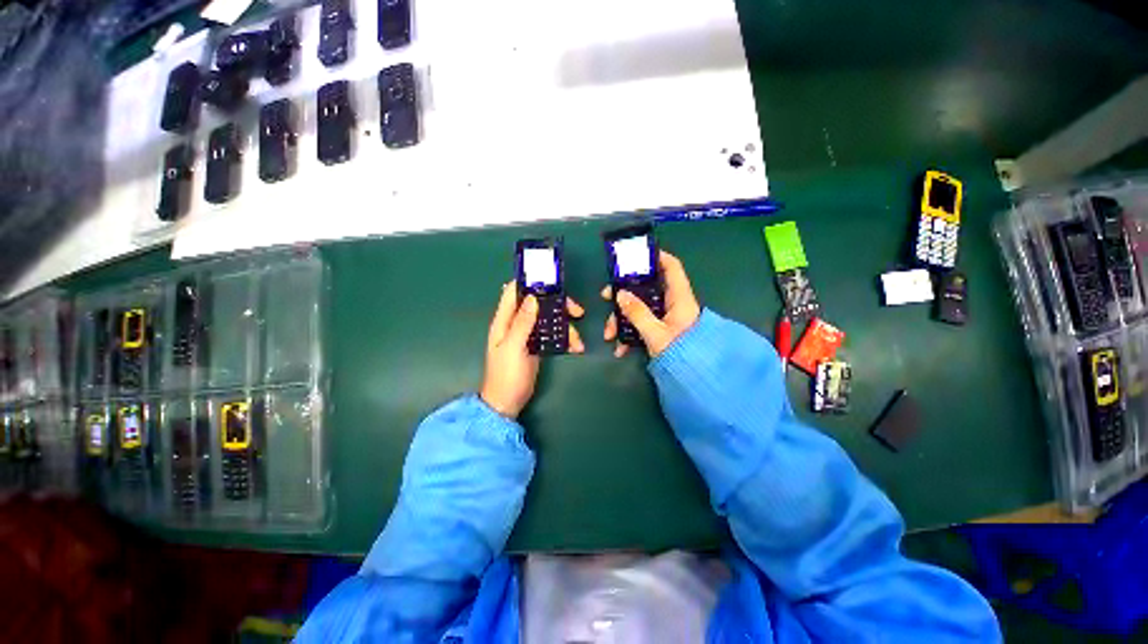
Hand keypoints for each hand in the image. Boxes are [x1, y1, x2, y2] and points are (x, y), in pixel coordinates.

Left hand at [480, 282, 584, 417]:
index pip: (514, 291)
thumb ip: (522, 322)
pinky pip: (552, 334)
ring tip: (578, 342)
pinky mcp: (537, 345)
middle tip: (577, 312)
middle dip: (558, 305)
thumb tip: (533, 298)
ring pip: (548, 319)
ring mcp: (528, 334)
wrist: (507, 402)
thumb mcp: (513, 347)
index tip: (552, 282)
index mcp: (504, 320)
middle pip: (538, 303)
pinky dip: (564, 338)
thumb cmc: (506, 375)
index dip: (530, 283)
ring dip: (565, 326)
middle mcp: (516, 323)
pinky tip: (575, 348)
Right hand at [603, 251, 701, 357]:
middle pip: (646, 288)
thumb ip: (637, 313)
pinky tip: (620, 348)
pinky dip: (629, 333)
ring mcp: (665, 317)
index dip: (656, 256)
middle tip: (606, 296)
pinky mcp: (660, 330)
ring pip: (640, 308)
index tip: (635, 256)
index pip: (671, 267)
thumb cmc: (680, 353)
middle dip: (624, 294)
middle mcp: (672, 304)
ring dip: (622, 319)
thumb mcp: (655, 334)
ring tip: (609, 335)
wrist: (693, 379)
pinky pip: (641, 324)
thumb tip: (620, 294)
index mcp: (679, 298)